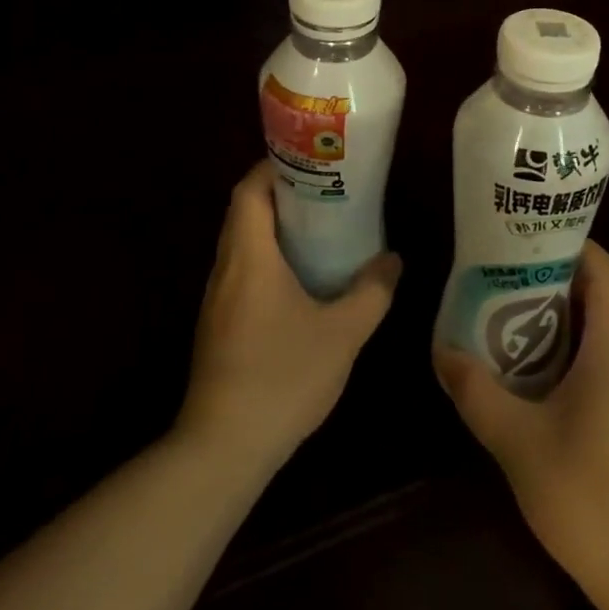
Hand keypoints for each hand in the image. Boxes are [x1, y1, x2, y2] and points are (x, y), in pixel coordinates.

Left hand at [178, 160, 400, 474]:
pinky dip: (267, 260)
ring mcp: (216, 300)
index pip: (249, 191)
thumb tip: (392, 260)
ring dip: (274, 230)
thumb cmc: (282, 377)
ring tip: (320, 230)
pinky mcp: (217, 326)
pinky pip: (241, 273)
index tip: (310, 162)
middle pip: (244, 213)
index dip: (274, 167)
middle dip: (281, 196)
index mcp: (249, 257)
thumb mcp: (342, 333)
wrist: (223, 447)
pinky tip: (300, 282)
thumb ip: (371, 292)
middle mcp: (225, 269)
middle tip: (326, 192)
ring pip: (242, 245)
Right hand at [434, 241, 608, 598]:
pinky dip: (567, 353)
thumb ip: (477, 392)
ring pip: (600, 332)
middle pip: (601, 295)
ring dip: (557, 318)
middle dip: (552, 279)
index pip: (606, 271)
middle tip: (500, 276)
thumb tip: (441, 351)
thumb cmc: (590, 495)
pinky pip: (601, 364)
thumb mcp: (518, 441)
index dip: (573, 245)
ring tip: (504, 317)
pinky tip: (530, 376)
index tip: (527, 239)